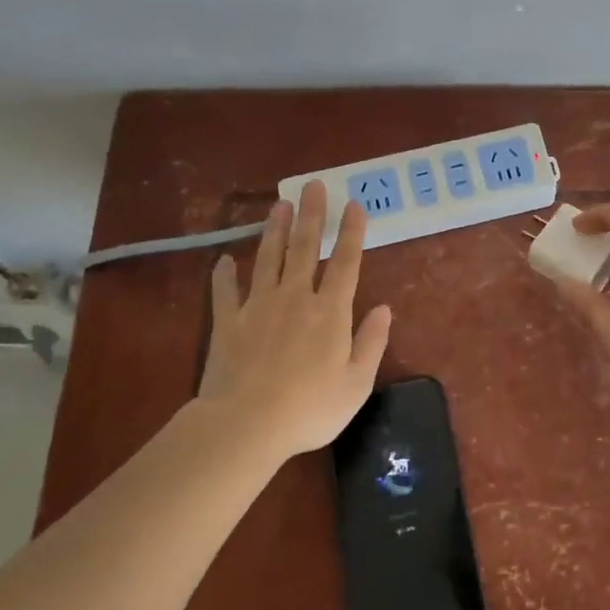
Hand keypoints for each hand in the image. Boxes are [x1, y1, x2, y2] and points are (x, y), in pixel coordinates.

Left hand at [191, 181, 391, 467]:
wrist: (245, 424)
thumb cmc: (310, 408)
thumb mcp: (356, 383)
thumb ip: (371, 342)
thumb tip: (384, 309)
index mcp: (329, 312)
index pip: (345, 263)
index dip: (351, 233)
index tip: (354, 205)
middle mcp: (295, 299)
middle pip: (303, 249)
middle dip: (311, 215)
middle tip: (312, 185)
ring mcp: (258, 307)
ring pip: (267, 259)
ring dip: (274, 230)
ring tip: (278, 204)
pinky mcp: (227, 323)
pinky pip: (225, 292)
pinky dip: (224, 275)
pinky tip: (224, 260)